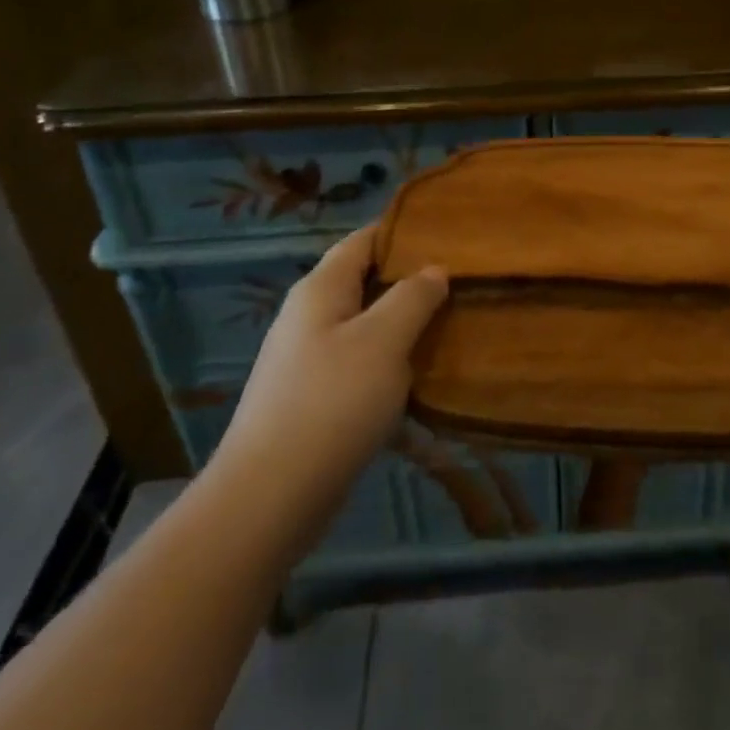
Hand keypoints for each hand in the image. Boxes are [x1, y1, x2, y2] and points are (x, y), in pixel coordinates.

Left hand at [212, 226, 447, 558]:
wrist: (270, 496)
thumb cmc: (332, 402)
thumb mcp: (384, 341)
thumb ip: (412, 298)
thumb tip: (434, 269)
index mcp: (320, 289)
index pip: (362, 241)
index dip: (401, 232)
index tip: (446, 235)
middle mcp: (308, 316)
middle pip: (363, 282)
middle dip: (408, 280)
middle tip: (458, 282)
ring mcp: (306, 359)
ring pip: (363, 326)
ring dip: (402, 324)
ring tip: (449, 325)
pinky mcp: (311, 399)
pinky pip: (357, 364)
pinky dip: (388, 361)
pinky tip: (418, 376)